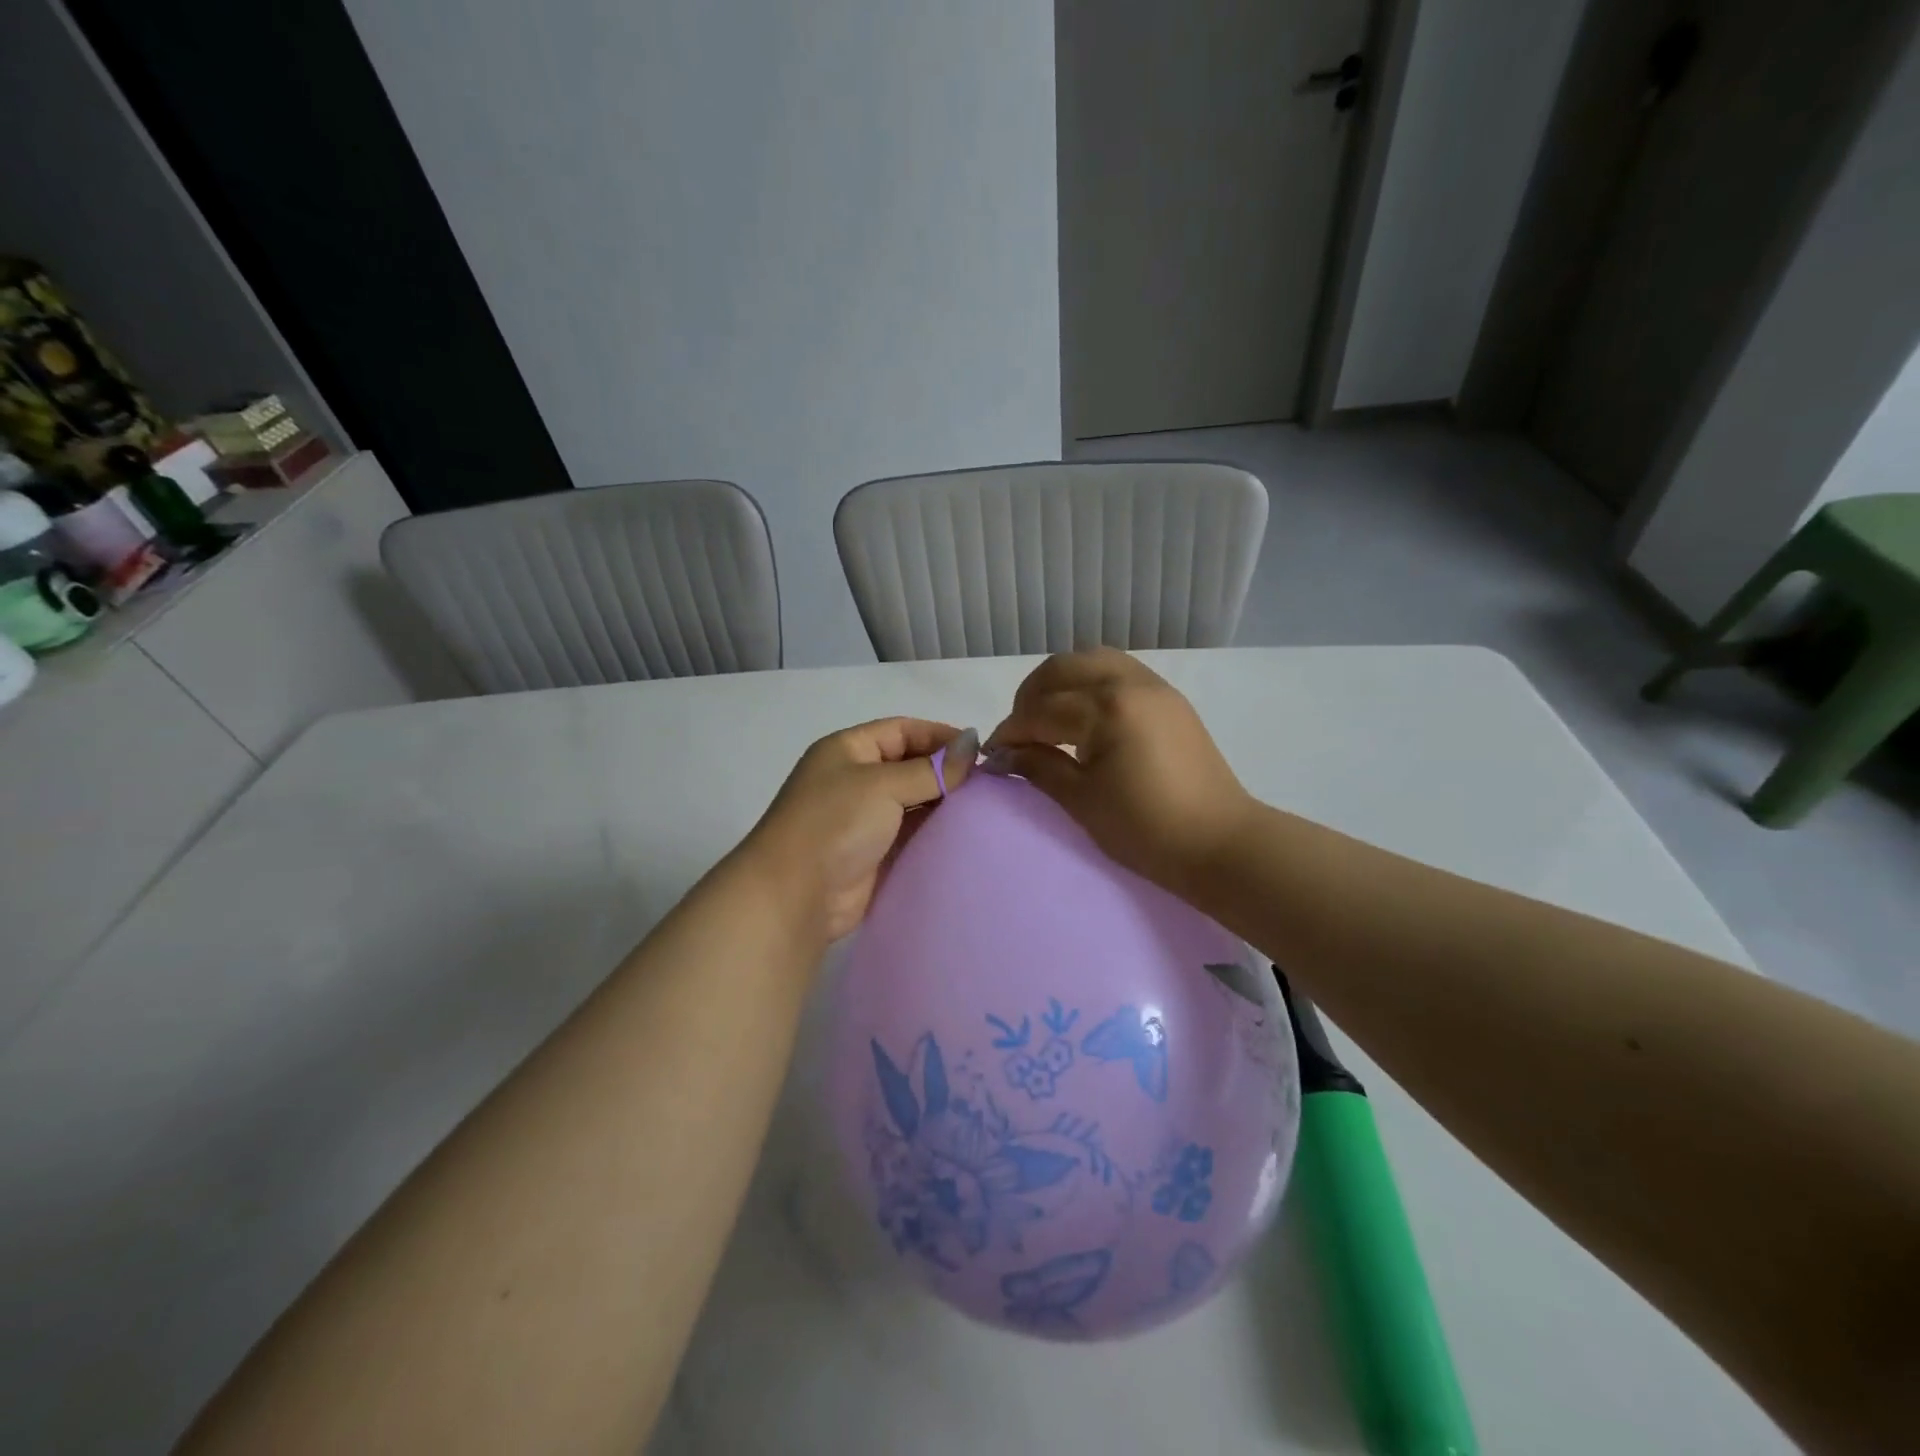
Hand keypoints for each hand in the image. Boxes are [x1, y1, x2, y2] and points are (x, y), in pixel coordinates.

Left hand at [739, 718, 975, 943]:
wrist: (794, 895)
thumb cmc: (834, 824)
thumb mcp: (882, 785)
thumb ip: (931, 769)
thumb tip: (972, 744)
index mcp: (849, 750)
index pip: (903, 730)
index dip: (940, 736)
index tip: (979, 752)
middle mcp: (856, 779)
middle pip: (910, 764)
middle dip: (946, 771)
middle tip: (988, 783)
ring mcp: (865, 818)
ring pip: (914, 801)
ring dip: (944, 803)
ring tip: (984, 807)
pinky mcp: (876, 853)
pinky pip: (913, 834)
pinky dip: (936, 831)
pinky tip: (966, 833)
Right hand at [985, 649, 1255, 896]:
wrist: (1220, 843)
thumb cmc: (1146, 829)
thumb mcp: (1082, 801)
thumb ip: (1039, 767)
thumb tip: (1004, 754)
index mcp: (1106, 709)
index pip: (1041, 710)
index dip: (1011, 732)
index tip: (993, 754)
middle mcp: (1129, 683)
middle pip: (1062, 668)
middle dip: (1030, 696)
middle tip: (1019, 733)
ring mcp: (1154, 686)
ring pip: (1092, 660)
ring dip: (1061, 682)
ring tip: (1049, 718)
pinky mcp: (1169, 698)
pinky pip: (1118, 670)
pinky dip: (1090, 683)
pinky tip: (1084, 716)